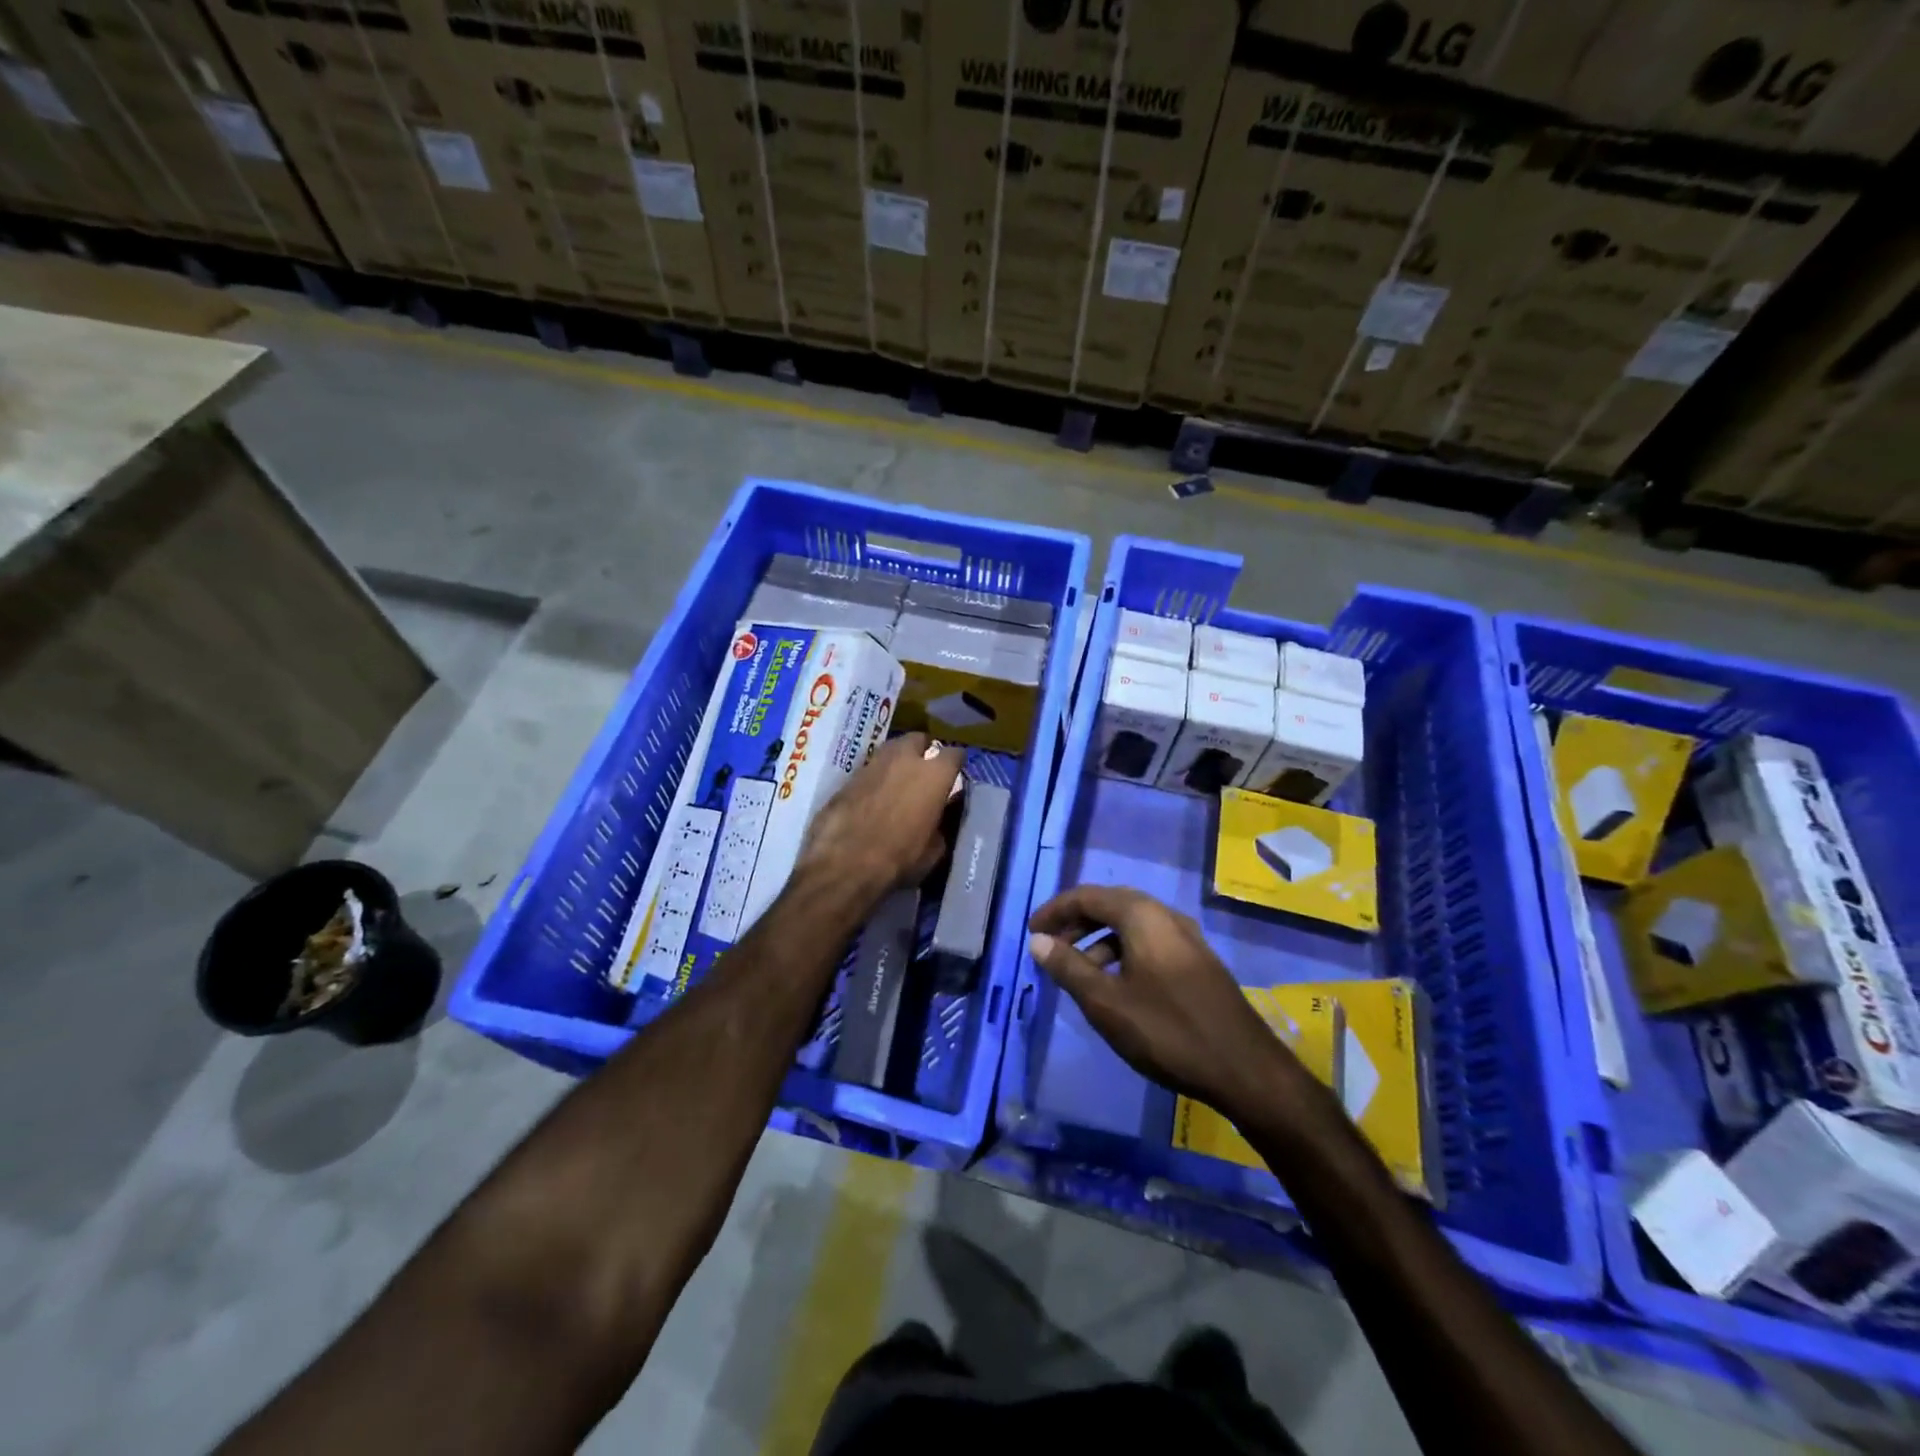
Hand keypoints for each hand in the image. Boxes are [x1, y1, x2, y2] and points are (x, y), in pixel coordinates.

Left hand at [795, 733, 964, 906]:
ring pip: (891, 749)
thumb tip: (939, 815)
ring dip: (897, 759)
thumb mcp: (934, 850)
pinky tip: (874, 794)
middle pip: (918, 739)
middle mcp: (905, 759)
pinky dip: (875, 776)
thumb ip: (941, 824)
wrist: (844, 863)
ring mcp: (873, 763)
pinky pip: (869, 768)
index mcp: (934, 774)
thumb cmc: (899, 859)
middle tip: (924, 769)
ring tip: (898, 779)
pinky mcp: (848, 776)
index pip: (954, 754)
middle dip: (923, 750)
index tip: (955, 774)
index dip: (956, 763)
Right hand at [1027, 886, 1299, 1112]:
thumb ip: (1068, 968)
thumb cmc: (1168, 1031)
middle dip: (1076, 923)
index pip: (1087, 896)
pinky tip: (1116, 986)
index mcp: (1142, 916)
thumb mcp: (1106, 1002)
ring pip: (1131, 926)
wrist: (1246, 1069)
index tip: (1031, 931)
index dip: (1055, 911)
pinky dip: (1122, 953)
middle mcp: (1166, 916)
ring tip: (1079, 973)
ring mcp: (1187, 938)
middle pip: (1110, 905)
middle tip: (1050, 948)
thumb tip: (1038, 941)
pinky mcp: (1198, 962)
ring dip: (1099, 941)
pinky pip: (1149, 942)